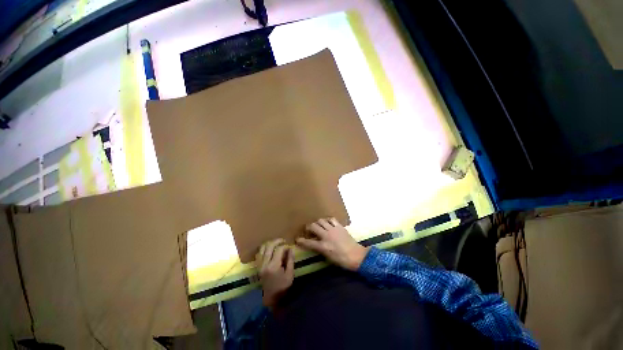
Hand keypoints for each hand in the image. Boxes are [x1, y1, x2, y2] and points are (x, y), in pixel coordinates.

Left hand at [256, 239, 293, 308]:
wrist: (271, 299)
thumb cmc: (283, 287)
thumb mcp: (290, 274)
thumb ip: (290, 260)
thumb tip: (290, 249)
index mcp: (273, 266)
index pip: (279, 249)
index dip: (285, 246)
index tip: (289, 247)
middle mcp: (265, 264)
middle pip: (269, 246)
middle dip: (277, 241)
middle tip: (283, 241)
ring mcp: (260, 265)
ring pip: (262, 248)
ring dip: (270, 243)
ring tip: (277, 243)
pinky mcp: (258, 267)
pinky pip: (259, 253)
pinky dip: (264, 249)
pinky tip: (270, 249)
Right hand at [296, 218, 368, 270]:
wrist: (356, 255)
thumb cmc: (342, 260)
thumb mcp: (328, 257)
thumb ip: (320, 249)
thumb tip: (315, 243)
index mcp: (323, 246)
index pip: (309, 242)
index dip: (301, 241)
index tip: (297, 239)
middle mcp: (326, 236)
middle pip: (313, 226)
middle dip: (308, 227)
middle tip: (308, 229)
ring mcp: (333, 229)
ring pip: (321, 221)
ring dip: (317, 222)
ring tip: (318, 225)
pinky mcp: (339, 226)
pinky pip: (331, 219)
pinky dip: (327, 220)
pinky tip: (327, 223)